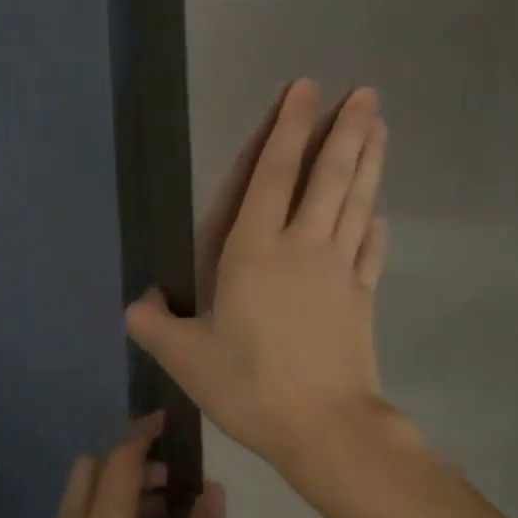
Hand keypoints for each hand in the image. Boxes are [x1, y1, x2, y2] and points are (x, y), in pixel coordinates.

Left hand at [18, 414, 224, 517]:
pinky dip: (106, 517)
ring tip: (166, 517)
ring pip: (82, 497)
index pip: (119, 462)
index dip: (143, 435)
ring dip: (119, 491)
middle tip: (173, 481)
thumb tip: (212, 491)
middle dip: (131, 463)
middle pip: (92, 471)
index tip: (169, 421)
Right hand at [126, 80, 391, 473]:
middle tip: (366, 93)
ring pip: (356, 204)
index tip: (306, 90)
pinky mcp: (363, 299)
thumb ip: (155, 325)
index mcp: (255, 252)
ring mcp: (340, 271)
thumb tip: (135, 304)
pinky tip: (380, 217)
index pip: (274, 175)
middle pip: (329, 178)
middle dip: (346, 131)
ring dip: (369, 163)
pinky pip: (370, 253)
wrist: (323, 428)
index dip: (289, 129)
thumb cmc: (248, 386)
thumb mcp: (186, 359)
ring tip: (382, 127)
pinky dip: (376, 230)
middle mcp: (303, 248)